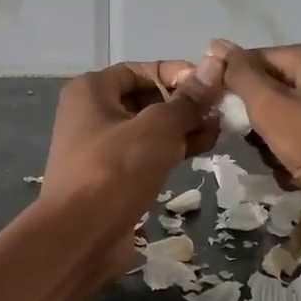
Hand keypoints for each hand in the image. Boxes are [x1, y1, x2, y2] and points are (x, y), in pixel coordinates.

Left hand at [39, 53, 228, 270]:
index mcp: (91, 91)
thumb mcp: (158, 128)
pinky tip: (199, 153)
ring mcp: (100, 149)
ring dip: (182, 130)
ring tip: (218, 133)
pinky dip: (170, 152)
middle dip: (184, 105)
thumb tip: (215, 65)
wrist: (80, 235)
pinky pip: (144, 156)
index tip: (212, 84)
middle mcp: (91, 114)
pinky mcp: (111, 178)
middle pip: (145, 99)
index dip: (177, 74)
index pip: (140, 70)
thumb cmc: (116, 170)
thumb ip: (188, 100)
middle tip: (220, 112)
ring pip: (148, 130)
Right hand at [214, 41, 300, 218]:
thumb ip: (240, 76)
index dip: (231, 87)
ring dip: (272, 146)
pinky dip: (295, 159)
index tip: (220, 117)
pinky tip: (297, 177)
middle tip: (258, 146)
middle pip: (268, 92)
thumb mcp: (271, 107)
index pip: (251, 61)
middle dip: (255, 123)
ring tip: (280, 165)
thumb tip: (215, 44)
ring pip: (283, 121)